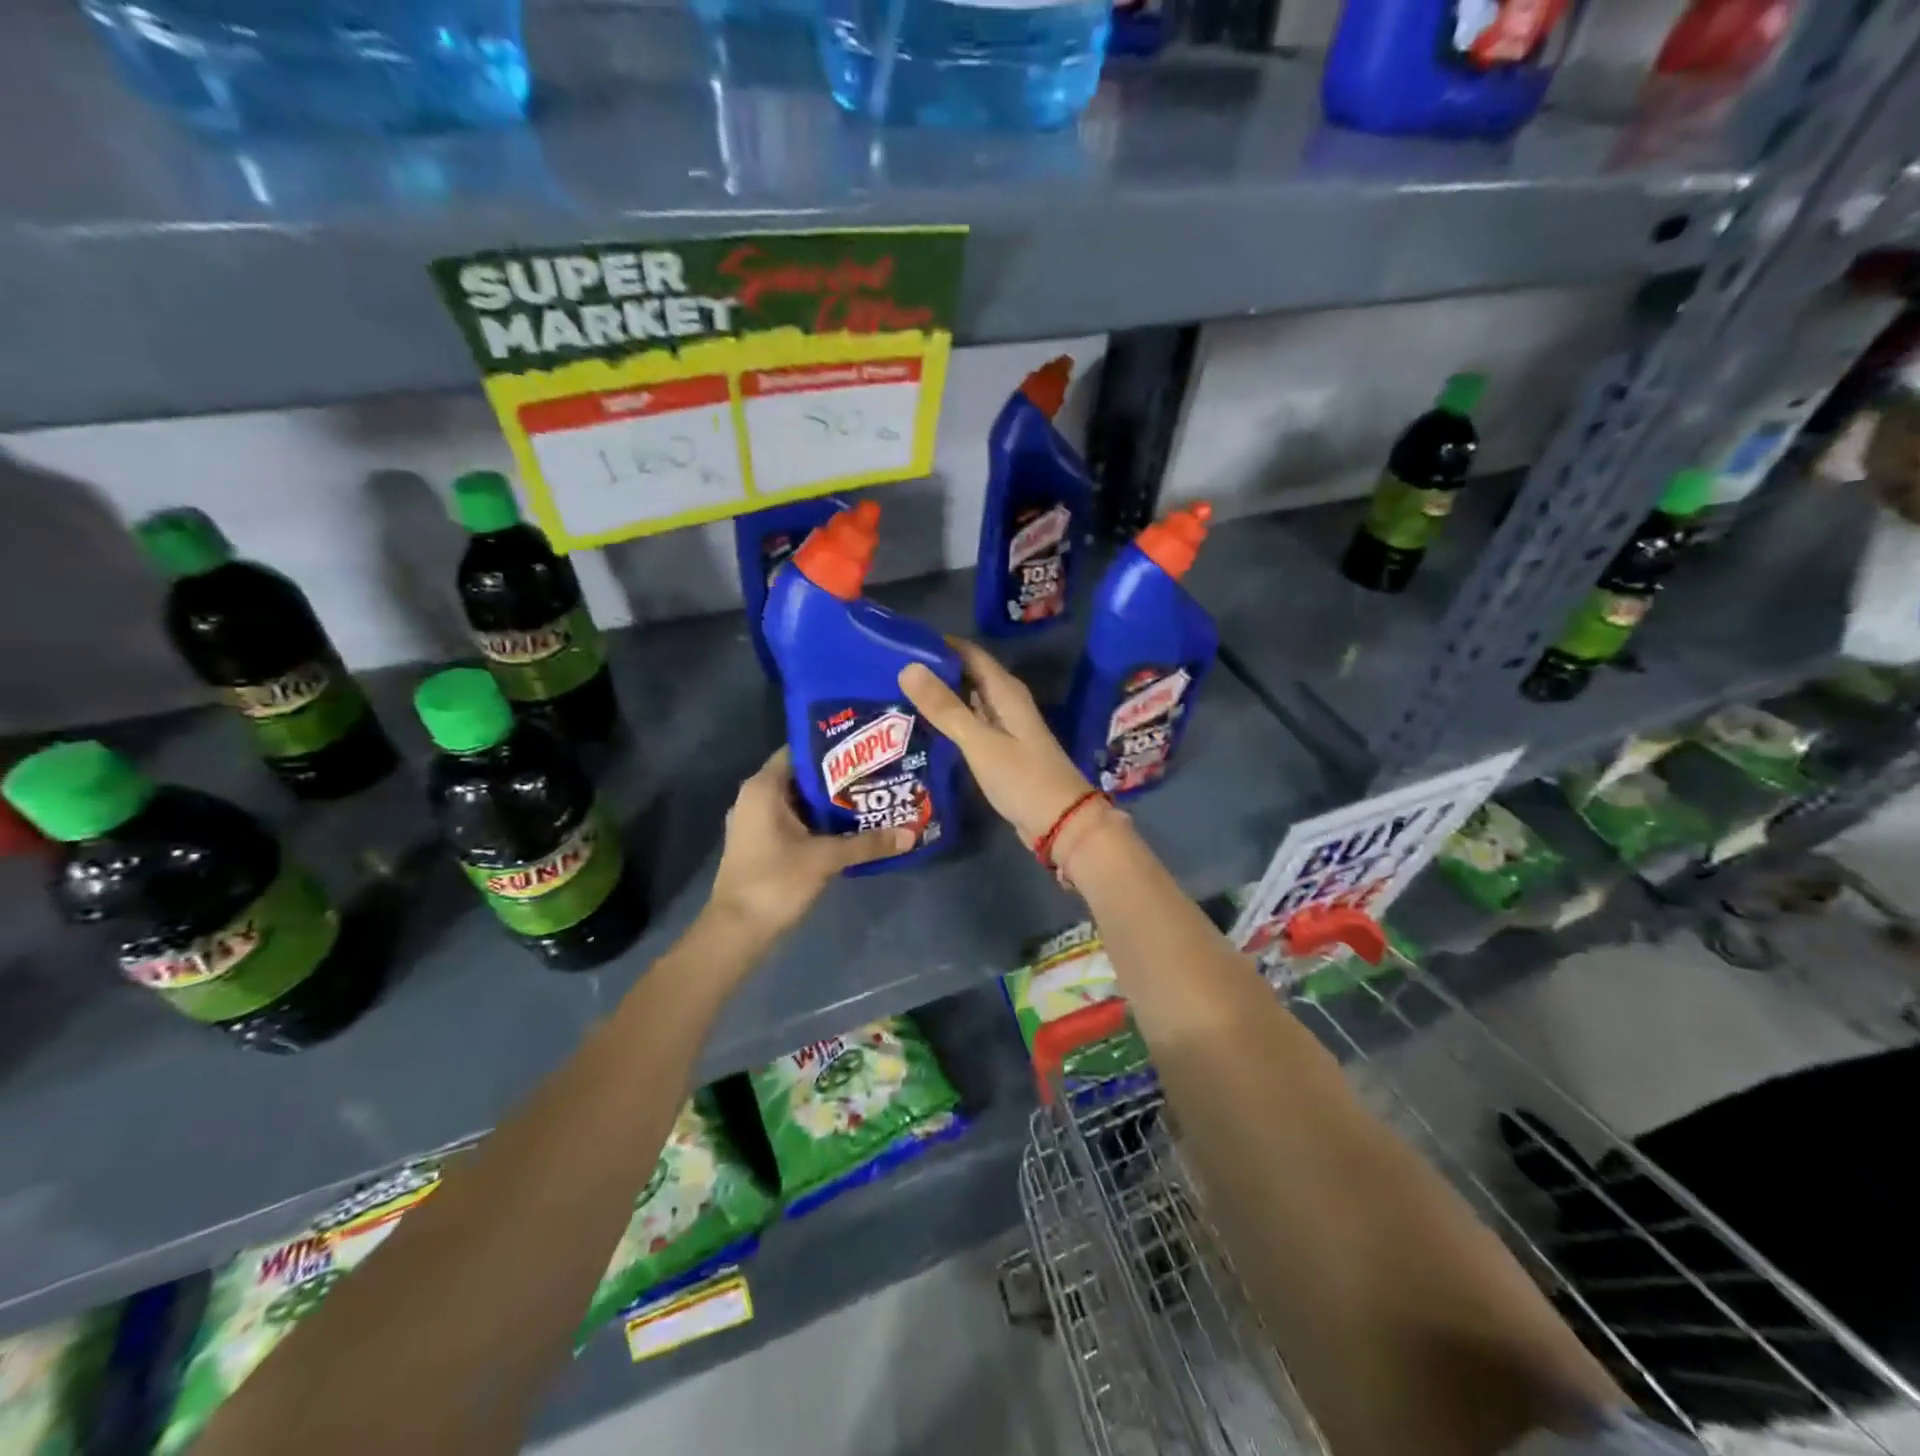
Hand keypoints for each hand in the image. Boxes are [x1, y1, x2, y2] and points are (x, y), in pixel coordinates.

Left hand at [708, 747, 911, 937]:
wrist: (736, 932)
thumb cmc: (775, 881)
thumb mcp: (826, 858)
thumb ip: (868, 843)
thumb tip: (911, 834)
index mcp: (764, 787)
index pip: (799, 751)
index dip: (832, 749)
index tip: (866, 751)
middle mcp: (755, 797)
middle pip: (802, 777)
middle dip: (838, 778)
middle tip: (876, 775)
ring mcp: (755, 822)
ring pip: (799, 802)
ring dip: (830, 803)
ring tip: (870, 798)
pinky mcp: (760, 844)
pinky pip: (793, 821)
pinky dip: (818, 822)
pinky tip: (849, 829)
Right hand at [899, 639, 1094, 845]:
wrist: (1061, 823)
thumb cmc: (1022, 779)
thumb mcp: (980, 742)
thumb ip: (945, 707)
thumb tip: (908, 667)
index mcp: (1006, 691)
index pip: (969, 653)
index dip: (938, 645)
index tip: (901, 643)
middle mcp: (1006, 703)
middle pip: (967, 675)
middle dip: (934, 671)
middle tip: (890, 671)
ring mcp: (1005, 728)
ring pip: (968, 701)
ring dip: (940, 697)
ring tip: (898, 695)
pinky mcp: (1001, 751)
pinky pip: (971, 725)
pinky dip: (950, 722)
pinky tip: (924, 728)